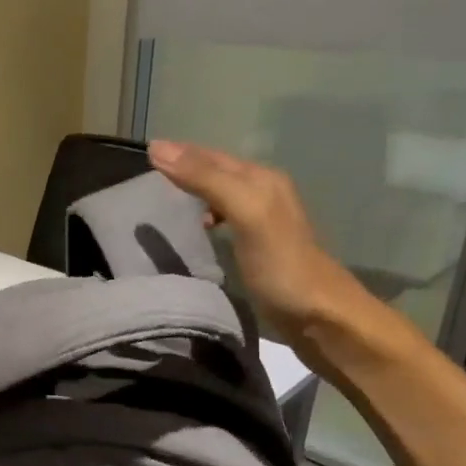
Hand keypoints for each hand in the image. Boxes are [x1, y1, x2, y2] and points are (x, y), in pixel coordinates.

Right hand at [148, 140, 375, 346]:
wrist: (319, 316)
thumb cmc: (281, 264)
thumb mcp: (245, 213)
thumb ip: (206, 180)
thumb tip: (159, 149)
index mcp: (261, 179)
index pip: (212, 156)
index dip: (181, 152)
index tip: (146, 151)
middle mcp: (265, 192)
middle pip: (218, 171)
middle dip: (186, 167)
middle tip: (149, 171)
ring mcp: (264, 221)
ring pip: (222, 193)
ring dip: (195, 191)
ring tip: (165, 198)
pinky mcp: (260, 247)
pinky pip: (226, 217)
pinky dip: (206, 215)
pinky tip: (198, 229)